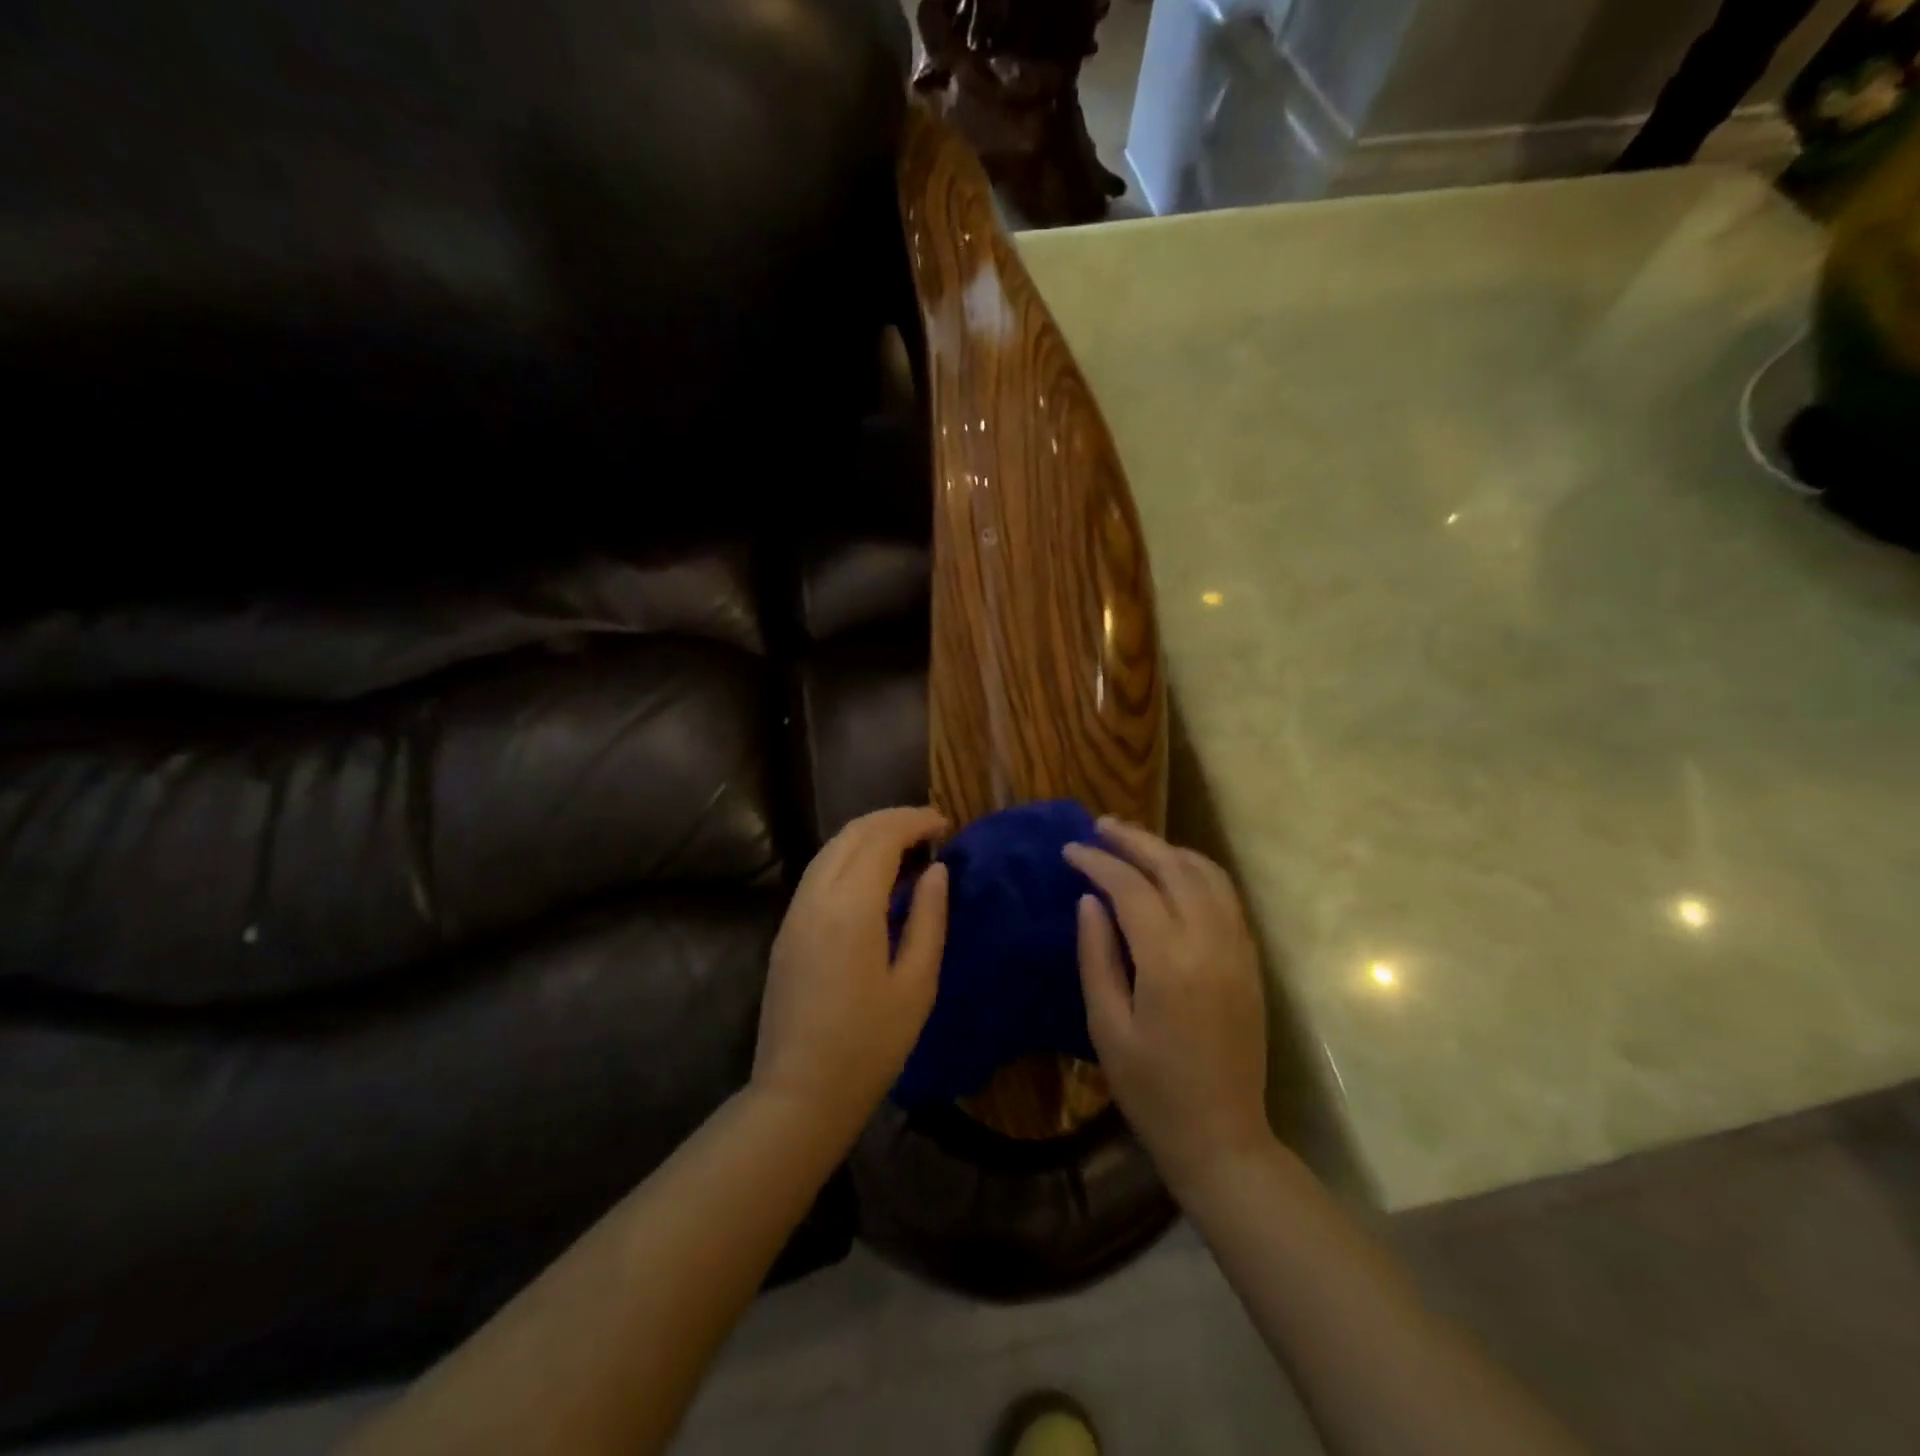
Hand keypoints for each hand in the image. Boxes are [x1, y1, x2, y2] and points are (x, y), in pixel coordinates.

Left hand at [752, 806, 949, 1141]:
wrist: (800, 1093)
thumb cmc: (870, 1045)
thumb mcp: (916, 985)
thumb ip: (929, 919)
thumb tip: (937, 871)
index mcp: (850, 908)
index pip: (881, 839)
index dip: (914, 822)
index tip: (945, 824)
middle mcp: (816, 898)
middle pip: (851, 834)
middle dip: (891, 820)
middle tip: (929, 827)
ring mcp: (795, 912)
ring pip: (830, 849)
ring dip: (867, 835)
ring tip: (906, 845)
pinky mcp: (787, 929)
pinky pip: (818, 872)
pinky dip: (848, 856)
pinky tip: (873, 875)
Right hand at [1065, 820, 1269, 1199]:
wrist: (1222, 1136)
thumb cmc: (1152, 1089)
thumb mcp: (1107, 1027)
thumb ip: (1097, 956)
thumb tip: (1090, 900)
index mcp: (1169, 961)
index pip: (1131, 888)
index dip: (1097, 862)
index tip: (1069, 850)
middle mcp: (1210, 942)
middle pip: (1173, 867)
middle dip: (1134, 840)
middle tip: (1099, 826)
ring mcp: (1237, 948)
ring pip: (1206, 874)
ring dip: (1168, 850)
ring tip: (1133, 842)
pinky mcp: (1250, 960)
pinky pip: (1225, 896)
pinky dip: (1196, 871)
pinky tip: (1172, 872)